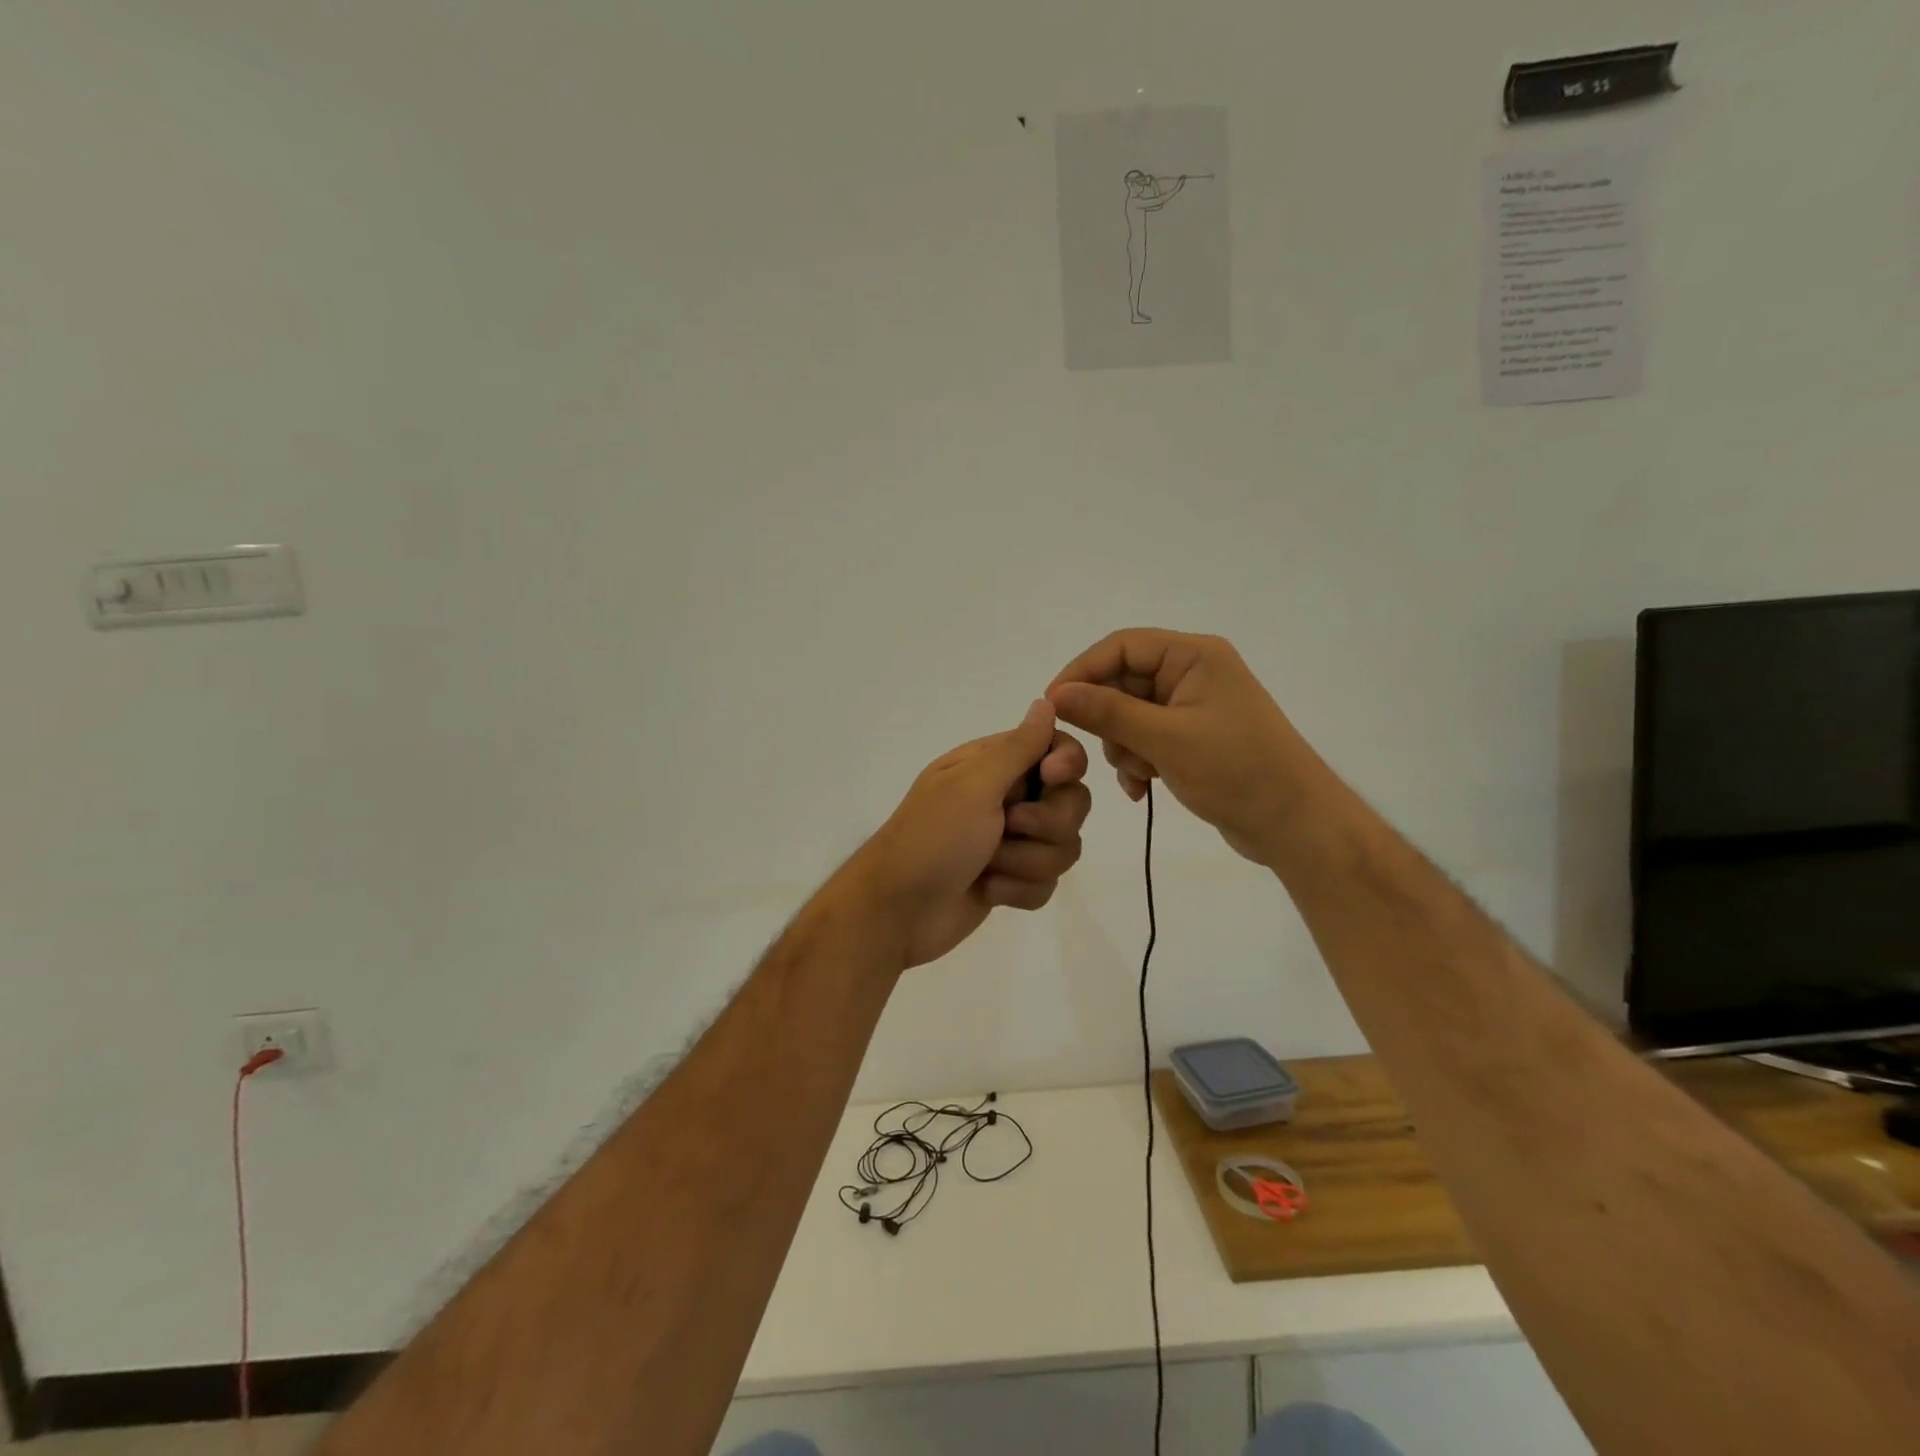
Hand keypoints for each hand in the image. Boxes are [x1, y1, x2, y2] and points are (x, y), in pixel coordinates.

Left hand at [847, 700, 1091, 969]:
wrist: (897, 912)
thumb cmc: (932, 838)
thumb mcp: (974, 785)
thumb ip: (1018, 747)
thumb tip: (1046, 701)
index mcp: (993, 765)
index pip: (1057, 749)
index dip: (1066, 765)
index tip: (1051, 778)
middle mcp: (1007, 798)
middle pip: (1072, 802)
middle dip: (1047, 824)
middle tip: (1008, 828)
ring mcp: (1010, 842)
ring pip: (1063, 847)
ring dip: (1028, 862)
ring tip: (989, 868)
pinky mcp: (1012, 880)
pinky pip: (1047, 883)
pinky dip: (1019, 890)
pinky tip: (988, 891)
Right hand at [1047, 629, 1315, 865]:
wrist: (1295, 824)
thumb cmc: (1235, 771)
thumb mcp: (1165, 739)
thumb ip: (1107, 712)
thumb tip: (1055, 694)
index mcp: (1194, 655)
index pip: (1120, 646)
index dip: (1081, 672)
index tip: (1052, 707)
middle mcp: (1192, 673)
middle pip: (1123, 681)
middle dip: (1107, 720)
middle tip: (1099, 751)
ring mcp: (1193, 707)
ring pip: (1129, 715)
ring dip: (1123, 746)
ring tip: (1139, 774)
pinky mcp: (1193, 738)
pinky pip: (1146, 738)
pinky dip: (1138, 761)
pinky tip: (1142, 789)